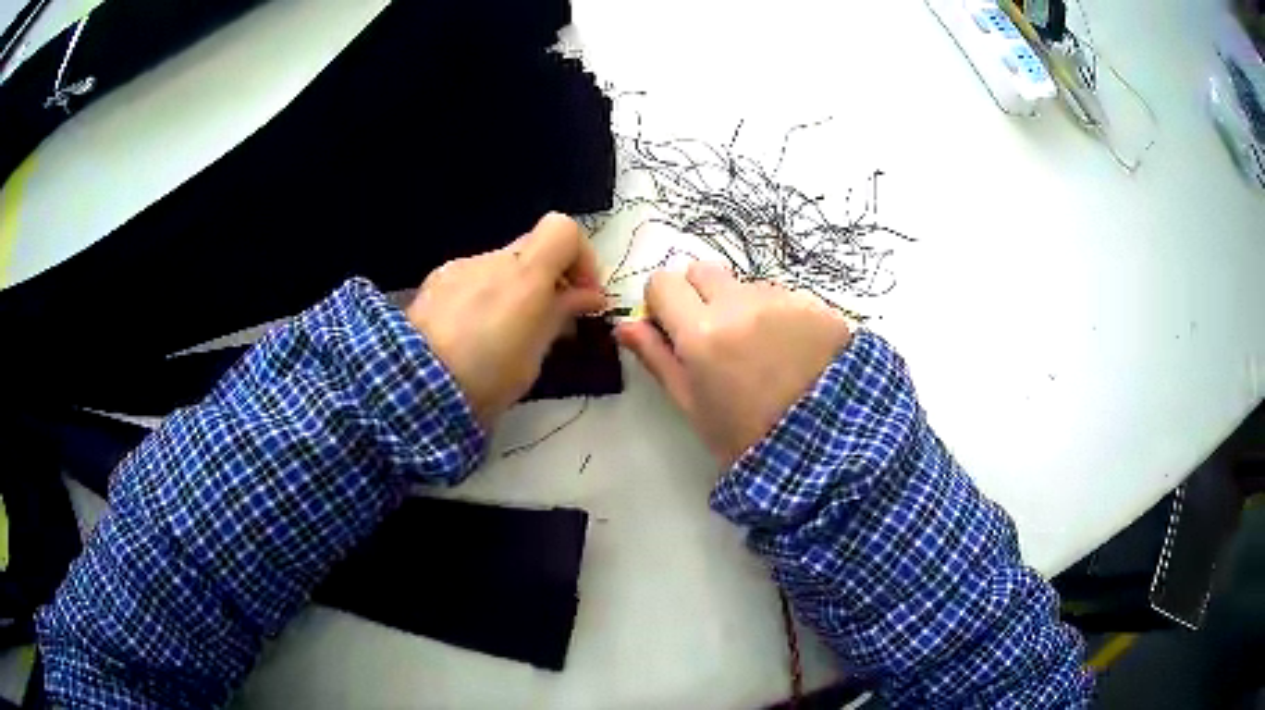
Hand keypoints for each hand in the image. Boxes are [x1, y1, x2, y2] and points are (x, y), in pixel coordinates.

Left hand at [407, 213, 605, 426]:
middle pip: (533, 248)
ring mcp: (459, 268)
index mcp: (525, 273)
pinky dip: (484, 296)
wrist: (415, 387)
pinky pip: (472, 279)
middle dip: (549, 277)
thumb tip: (589, 296)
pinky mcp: (434, 283)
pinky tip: (472, 334)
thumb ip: (562, 313)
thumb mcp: (536, 353)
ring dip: (515, 289)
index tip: (583, 295)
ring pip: (501, 266)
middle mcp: (491, 259)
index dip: (581, 257)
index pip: (564, 229)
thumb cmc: (487, 376)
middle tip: (552, 318)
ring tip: (506, 335)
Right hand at [615, 263, 851, 465]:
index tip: (672, 327)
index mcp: (701, 332)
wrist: (825, 450)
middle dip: (699, 294)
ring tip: (762, 351)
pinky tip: (793, 351)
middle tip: (714, 335)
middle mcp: (740, 304)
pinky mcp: (816, 305)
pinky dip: (779, 315)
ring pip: (745, 284)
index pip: (662, 282)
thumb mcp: (692, 405)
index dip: (662, 303)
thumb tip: (624, 326)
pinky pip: (783, 296)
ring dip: (742, 306)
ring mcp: (782, 301)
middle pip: (703, 270)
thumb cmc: (746, 437)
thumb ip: (656, 358)